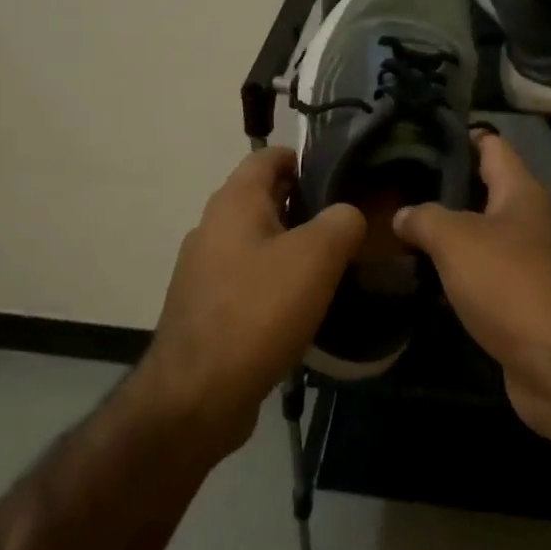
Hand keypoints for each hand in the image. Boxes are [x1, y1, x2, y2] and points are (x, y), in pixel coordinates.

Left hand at [140, 147, 364, 452]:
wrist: (199, 393)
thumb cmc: (259, 310)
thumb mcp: (316, 256)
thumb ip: (342, 221)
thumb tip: (348, 214)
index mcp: (234, 201)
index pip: (269, 157)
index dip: (306, 158)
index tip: (345, 174)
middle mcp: (213, 226)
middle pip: (266, 199)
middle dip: (307, 206)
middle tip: (352, 224)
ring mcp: (206, 269)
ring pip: (259, 242)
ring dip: (294, 247)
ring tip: (337, 265)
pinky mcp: (208, 307)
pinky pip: (250, 279)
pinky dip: (277, 282)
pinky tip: (305, 305)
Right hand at [394, 132, 550, 432]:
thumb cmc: (510, 283)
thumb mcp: (456, 239)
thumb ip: (425, 218)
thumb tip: (402, 216)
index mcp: (521, 193)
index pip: (493, 147)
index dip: (463, 135)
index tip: (425, 133)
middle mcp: (529, 222)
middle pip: (486, 192)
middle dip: (446, 189)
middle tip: (399, 185)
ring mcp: (529, 264)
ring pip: (482, 237)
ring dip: (449, 235)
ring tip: (402, 228)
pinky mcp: (522, 303)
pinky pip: (483, 277)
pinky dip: (456, 274)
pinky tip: (424, 277)